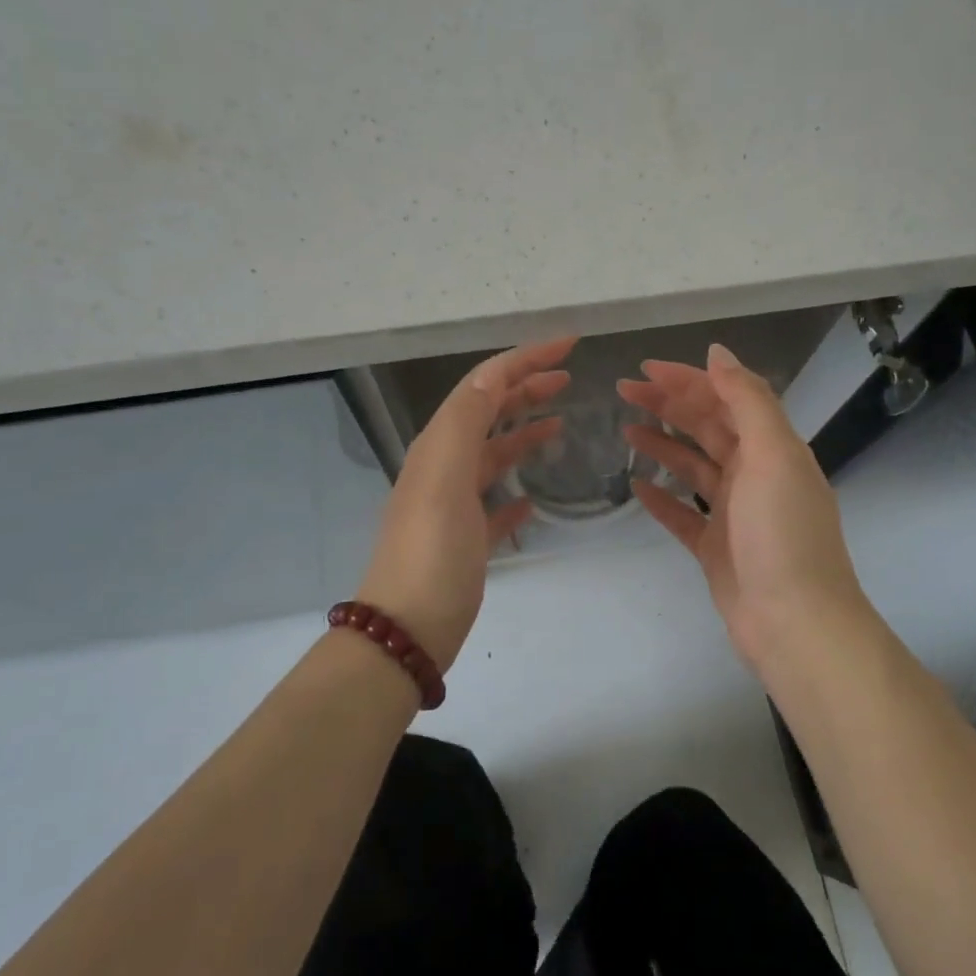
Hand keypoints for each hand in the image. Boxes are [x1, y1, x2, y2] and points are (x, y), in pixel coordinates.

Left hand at [355, 337, 575, 670]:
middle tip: (568, 378)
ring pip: (493, 454)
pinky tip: (533, 497)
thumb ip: (467, 423)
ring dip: (523, 432)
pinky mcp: (466, 539)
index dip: (524, 359)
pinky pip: (494, 502)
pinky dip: (515, 490)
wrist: (406, 631)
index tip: (569, 345)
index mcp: (440, 444)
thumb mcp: (447, 478)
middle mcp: (444, 465)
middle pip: (488, 412)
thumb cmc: (432, 552)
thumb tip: (492, 375)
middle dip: (525, 388)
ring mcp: (453, 503)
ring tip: (559, 424)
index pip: (484, 384)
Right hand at [619, 344, 863, 669]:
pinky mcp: (715, 548)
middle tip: (624, 391)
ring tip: (625, 430)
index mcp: (771, 448)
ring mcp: (733, 513)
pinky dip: (661, 498)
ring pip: (691, 466)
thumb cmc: (782, 532)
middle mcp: (754, 474)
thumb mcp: (772, 454)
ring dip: (661, 444)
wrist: (795, 623)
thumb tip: (718, 353)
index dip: (687, 380)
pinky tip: (635, 486)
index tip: (646, 369)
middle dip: (667, 405)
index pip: (725, 399)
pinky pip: (682, 514)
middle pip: (705, 427)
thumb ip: (747, 400)